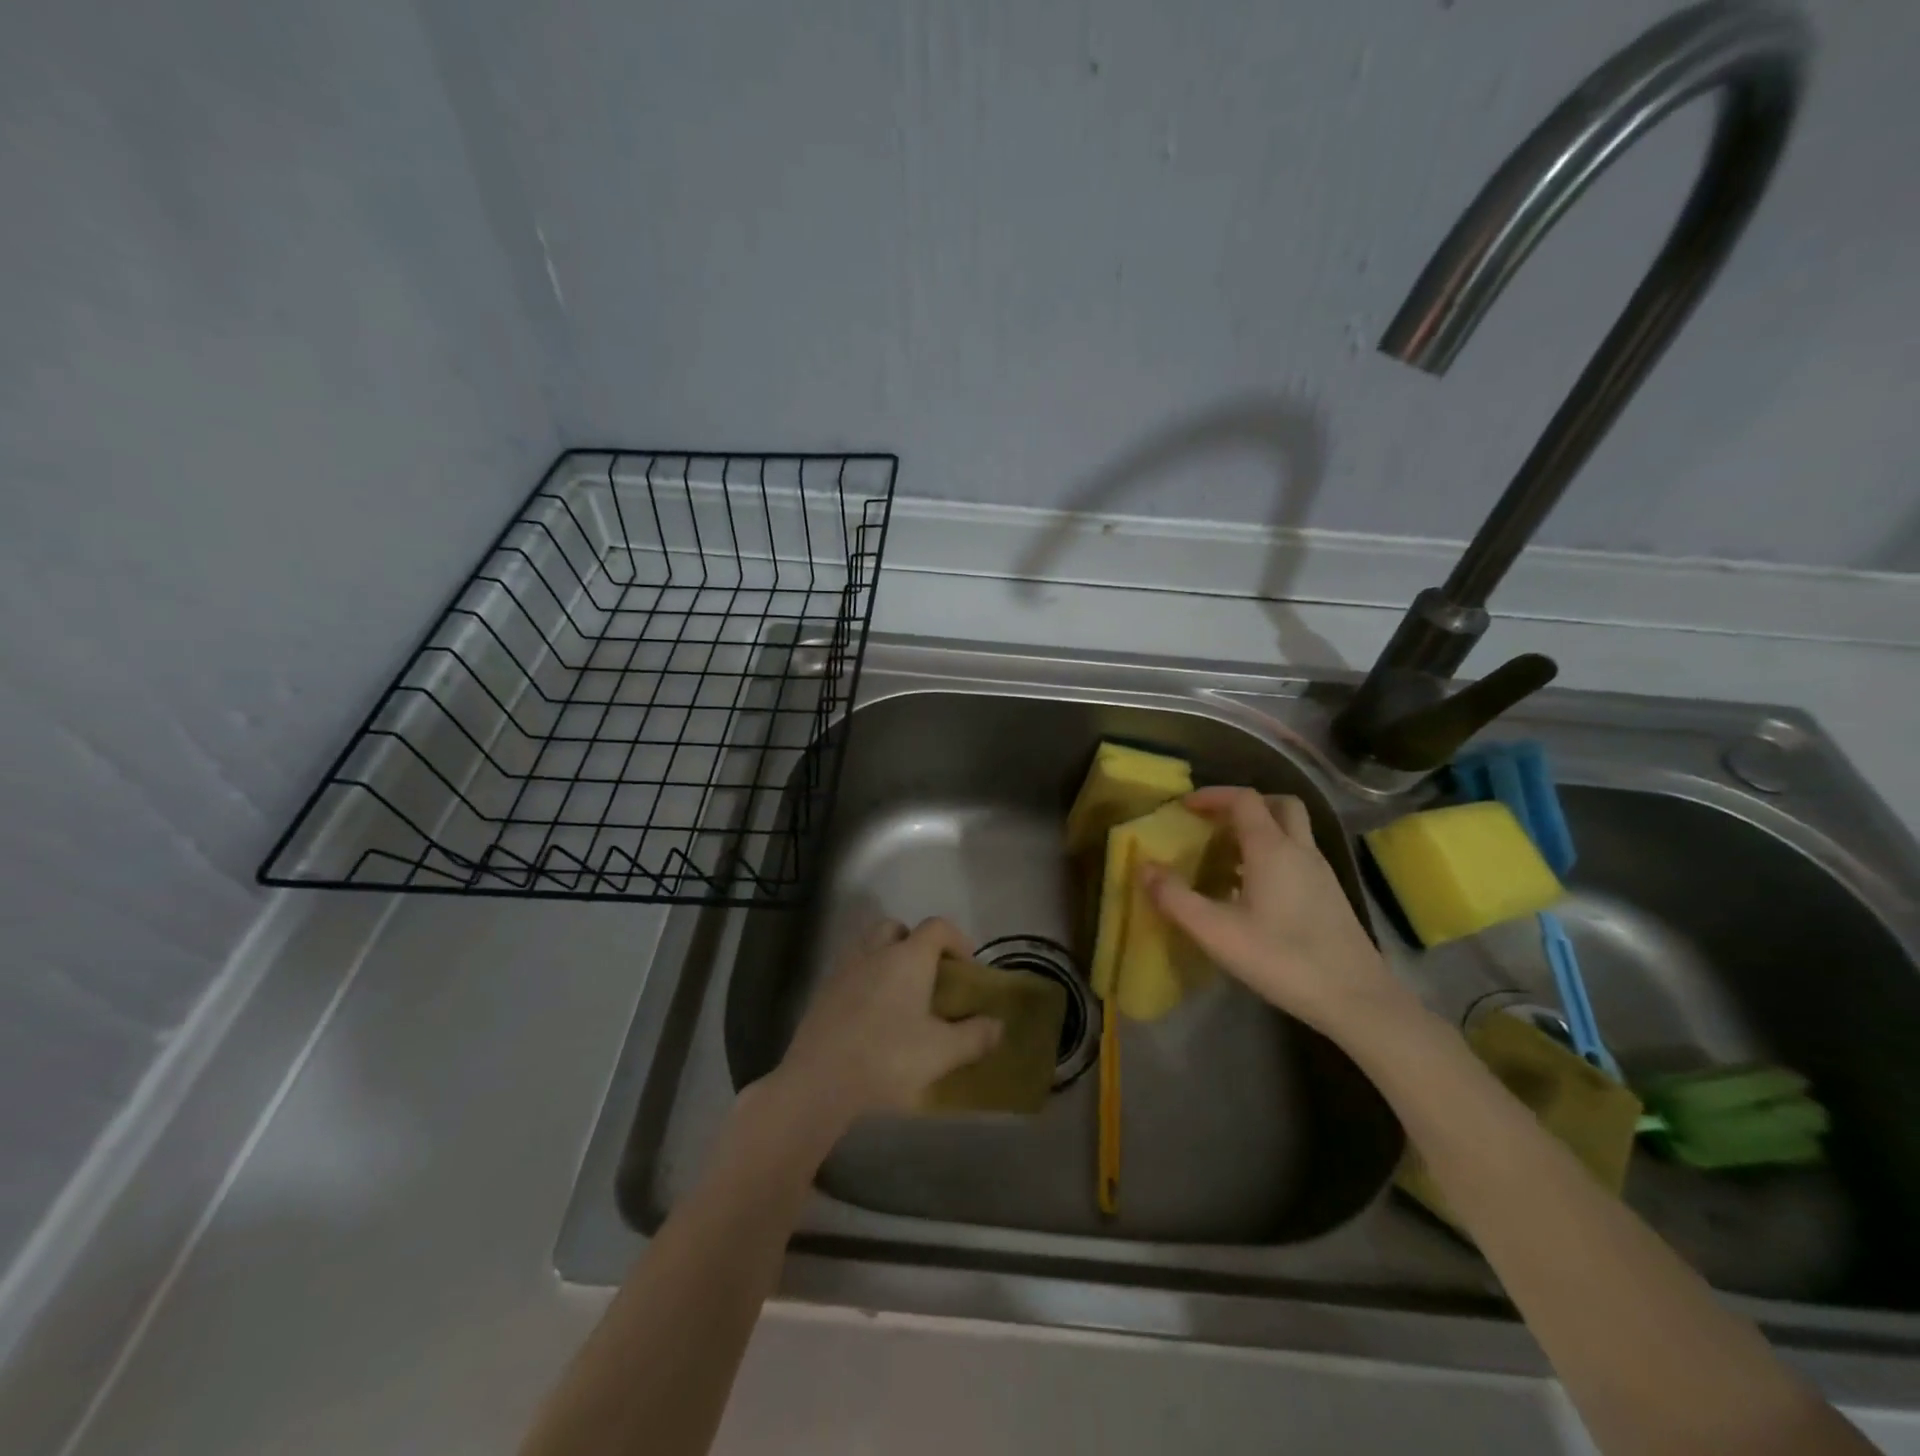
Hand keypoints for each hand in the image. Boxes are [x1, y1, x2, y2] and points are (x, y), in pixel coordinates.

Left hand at [776, 917, 1002, 1128]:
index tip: (967, 967)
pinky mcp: (822, 992)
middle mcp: (875, 952)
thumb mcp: (942, 1052)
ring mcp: (844, 969)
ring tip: (899, 994)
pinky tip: (870, 1014)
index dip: (957, 939)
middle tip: (928, 975)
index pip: (936, 927)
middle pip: (897, 928)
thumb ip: (975, 1036)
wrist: (820, 1080)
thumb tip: (997, 1025)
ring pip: (868, 945)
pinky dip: (864, 980)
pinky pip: (850, 971)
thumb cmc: (888, 1058)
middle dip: (915, 942)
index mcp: (908, 958)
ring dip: (886, 958)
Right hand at [1143, 787, 1411, 1038]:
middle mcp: (1301, 850)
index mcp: (1272, 849)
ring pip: (1292, 831)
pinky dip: (1273, 856)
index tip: (1185, 807)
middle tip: (1214, 823)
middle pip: (1278, 805)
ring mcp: (1321, 873)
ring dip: (1260, 831)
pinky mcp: (1330, 896)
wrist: (1357, 1000)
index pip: (1244, 799)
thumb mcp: (1217, 932)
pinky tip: (1253, 892)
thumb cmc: (1282, 959)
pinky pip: (1298, 857)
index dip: (1213, 796)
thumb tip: (1144, 867)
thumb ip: (1176, 898)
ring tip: (1226, 858)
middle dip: (1244, 805)